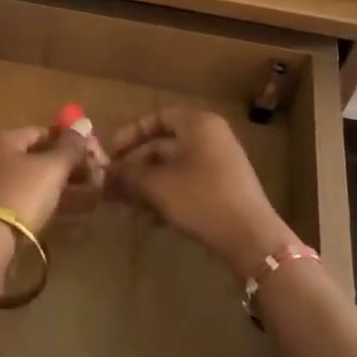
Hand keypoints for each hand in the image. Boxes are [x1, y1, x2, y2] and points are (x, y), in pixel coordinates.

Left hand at [0, 125, 90, 236]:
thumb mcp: (52, 168)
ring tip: (89, 197)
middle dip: (67, 168)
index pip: (43, 133)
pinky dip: (44, 203)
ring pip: (30, 181)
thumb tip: (84, 122)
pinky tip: (66, 213)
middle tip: (94, 179)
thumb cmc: (20, 195)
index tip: (93, 157)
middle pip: (36, 157)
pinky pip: (22, 199)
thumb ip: (71, 146)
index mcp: (1, 139)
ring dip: (59, 187)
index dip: (71, 143)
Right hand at [106, 107, 293, 278]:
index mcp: (198, 124)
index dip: (129, 134)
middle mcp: (211, 136)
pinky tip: (149, 219)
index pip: (157, 118)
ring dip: (148, 184)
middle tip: (112, 184)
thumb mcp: (157, 185)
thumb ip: (128, 174)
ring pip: (174, 167)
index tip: (109, 154)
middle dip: (136, 165)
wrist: (251, 238)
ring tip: (126, 205)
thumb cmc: (201, 199)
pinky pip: (188, 182)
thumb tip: (105, 171)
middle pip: (164, 144)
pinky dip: (167, 195)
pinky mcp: (224, 187)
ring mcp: (220, 163)